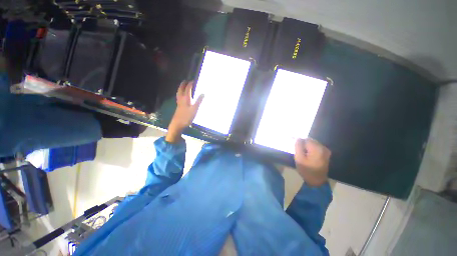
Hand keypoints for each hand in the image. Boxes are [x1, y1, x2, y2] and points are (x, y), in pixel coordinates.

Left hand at [166, 81, 203, 142]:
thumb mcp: (195, 109)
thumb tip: (203, 93)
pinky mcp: (178, 106)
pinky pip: (179, 97)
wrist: (178, 124)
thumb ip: (199, 101)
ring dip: (181, 88)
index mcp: (185, 98)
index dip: (190, 84)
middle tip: (186, 81)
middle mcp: (181, 99)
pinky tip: (182, 96)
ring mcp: (179, 103)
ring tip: (183, 86)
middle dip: (183, 84)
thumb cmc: (187, 116)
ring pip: (179, 93)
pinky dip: (180, 93)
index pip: (187, 88)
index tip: (193, 81)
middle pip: (181, 89)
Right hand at [294, 138, 330, 186]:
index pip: (306, 139)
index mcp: (317, 149)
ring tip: (299, 149)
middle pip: (310, 140)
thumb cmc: (307, 170)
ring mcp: (325, 151)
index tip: (292, 142)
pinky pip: (316, 147)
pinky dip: (309, 148)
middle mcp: (323, 148)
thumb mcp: (299, 159)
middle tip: (295, 146)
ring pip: (313, 143)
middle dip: (302, 142)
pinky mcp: (325, 153)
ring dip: (305, 145)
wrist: (317, 181)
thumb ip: (298, 147)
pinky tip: (305, 152)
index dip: (298, 140)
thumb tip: (297, 138)